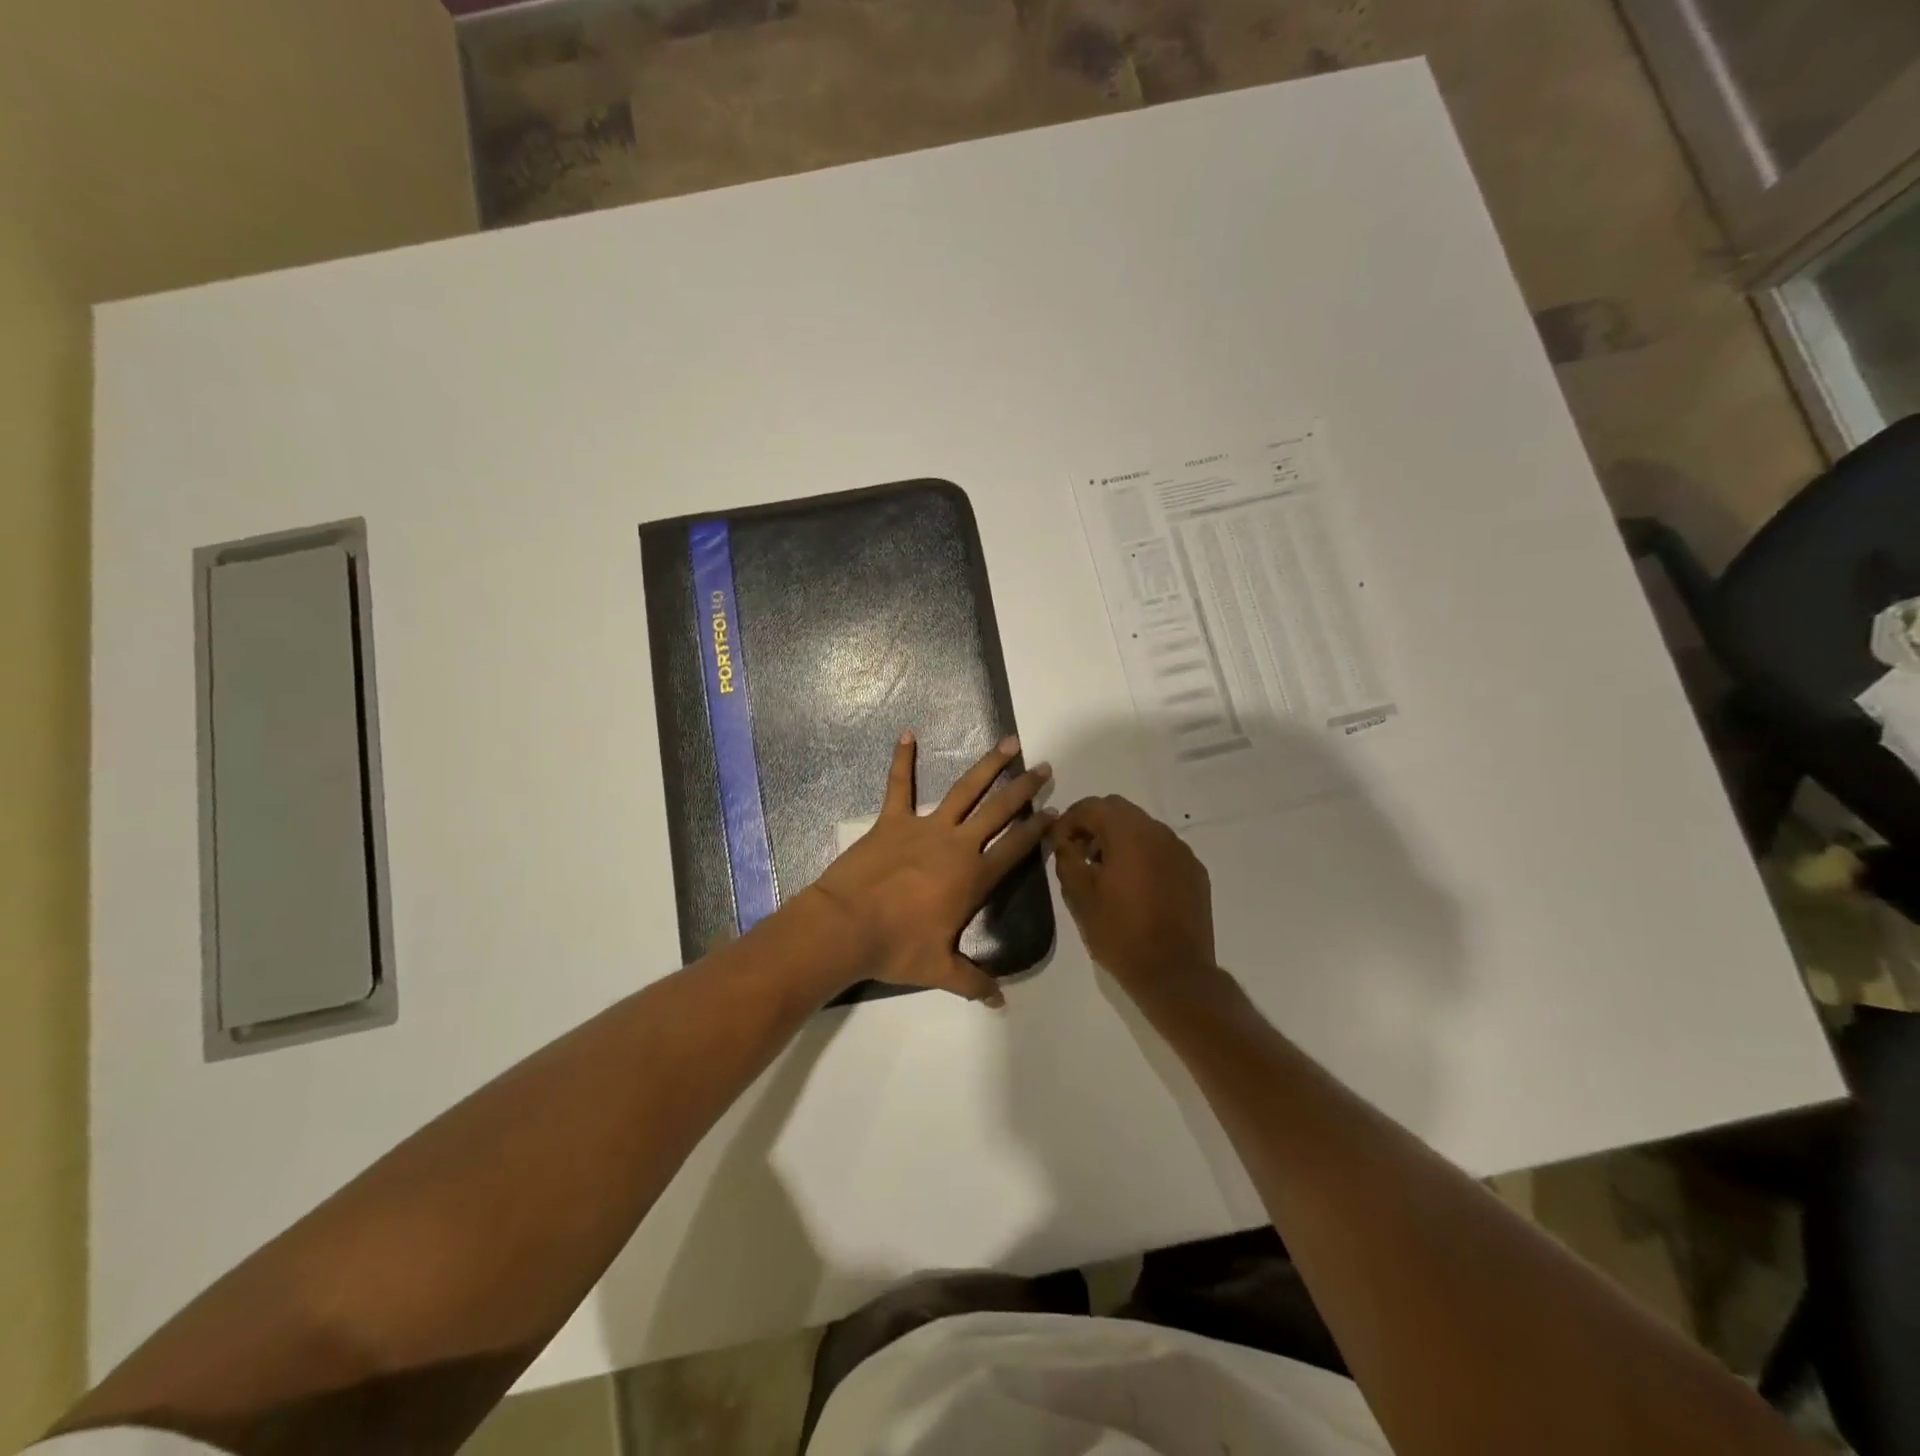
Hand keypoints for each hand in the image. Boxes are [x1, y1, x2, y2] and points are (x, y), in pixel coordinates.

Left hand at [802, 733, 1053, 1004]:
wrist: (845, 927)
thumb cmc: (895, 947)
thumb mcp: (938, 970)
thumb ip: (972, 982)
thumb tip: (999, 1001)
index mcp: (973, 877)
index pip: (1015, 847)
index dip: (1037, 829)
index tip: (1055, 811)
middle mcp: (956, 844)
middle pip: (999, 810)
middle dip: (1024, 788)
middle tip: (1044, 767)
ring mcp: (924, 827)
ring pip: (964, 790)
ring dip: (987, 766)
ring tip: (1008, 743)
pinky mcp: (891, 820)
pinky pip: (898, 785)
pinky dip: (902, 760)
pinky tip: (907, 734)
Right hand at [1048, 796, 1216, 996]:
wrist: (1174, 973)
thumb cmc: (1120, 933)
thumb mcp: (1080, 896)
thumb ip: (1067, 858)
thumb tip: (1064, 841)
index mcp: (1129, 833)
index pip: (1092, 806)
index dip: (1069, 820)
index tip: (1057, 843)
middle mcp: (1159, 832)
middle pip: (1119, 811)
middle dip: (1095, 825)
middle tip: (1080, 854)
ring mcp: (1182, 851)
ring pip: (1143, 828)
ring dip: (1120, 839)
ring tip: (1106, 872)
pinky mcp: (1195, 872)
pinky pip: (1163, 850)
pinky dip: (1144, 856)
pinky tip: (1136, 886)